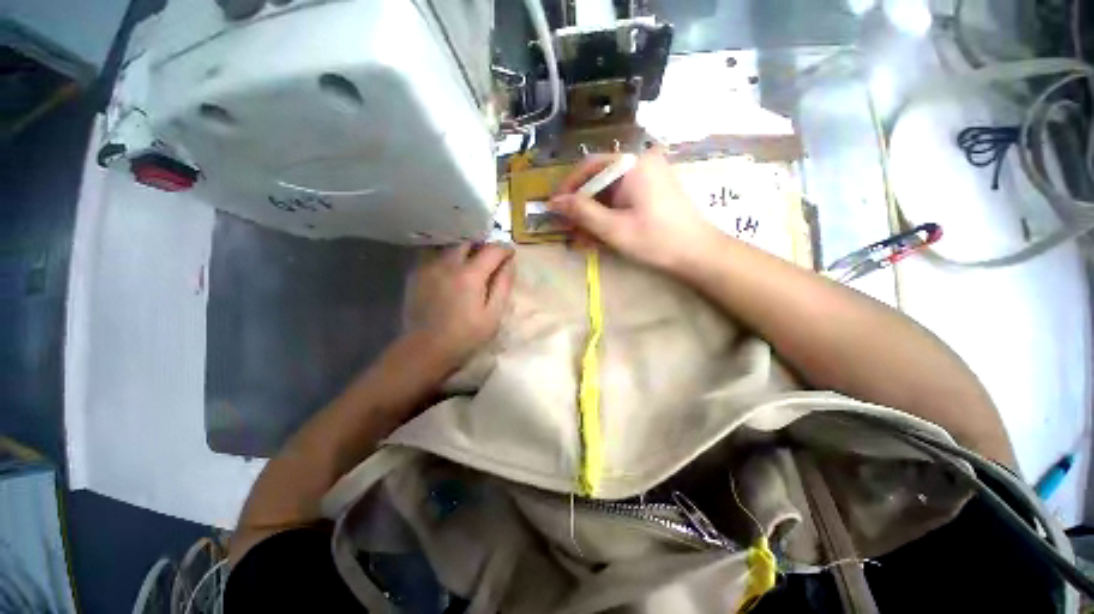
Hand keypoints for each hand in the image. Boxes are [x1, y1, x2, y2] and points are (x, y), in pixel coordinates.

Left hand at [405, 243, 514, 369]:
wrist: (425, 349)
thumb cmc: (466, 335)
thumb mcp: (493, 314)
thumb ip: (503, 285)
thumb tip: (509, 263)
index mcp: (470, 275)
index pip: (492, 250)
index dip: (505, 249)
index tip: (510, 254)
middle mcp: (448, 264)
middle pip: (469, 242)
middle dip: (483, 246)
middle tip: (491, 259)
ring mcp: (429, 268)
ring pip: (451, 248)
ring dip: (465, 251)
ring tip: (472, 265)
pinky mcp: (417, 275)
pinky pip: (436, 257)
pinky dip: (449, 259)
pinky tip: (452, 274)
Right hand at [547, 150, 718, 271]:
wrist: (698, 253)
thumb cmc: (655, 240)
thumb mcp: (613, 228)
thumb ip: (583, 212)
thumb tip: (555, 202)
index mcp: (633, 165)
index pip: (590, 166)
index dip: (569, 187)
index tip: (555, 207)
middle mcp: (641, 163)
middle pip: (600, 180)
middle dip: (582, 207)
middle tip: (569, 229)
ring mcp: (649, 177)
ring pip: (610, 193)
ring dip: (594, 215)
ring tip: (584, 239)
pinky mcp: (653, 190)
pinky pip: (623, 199)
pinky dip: (609, 216)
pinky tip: (602, 235)